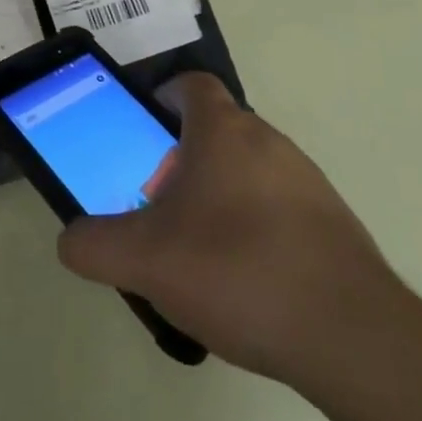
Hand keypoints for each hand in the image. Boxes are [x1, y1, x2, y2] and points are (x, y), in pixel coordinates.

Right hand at [57, 73, 408, 388]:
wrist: (351, 336)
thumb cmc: (237, 270)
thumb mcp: (145, 260)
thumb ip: (95, 245)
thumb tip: (70, 239)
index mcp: (223, 130)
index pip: (192, 84)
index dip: (164, 96)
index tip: (144, 130)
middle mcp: (268, 140)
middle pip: (217, 130)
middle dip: (183, 158)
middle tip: (160, 205)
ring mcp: (307, 180)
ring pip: (249, 169)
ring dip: (220, 194)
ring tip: (199, 251)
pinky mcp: (334, 223)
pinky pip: (281, 208)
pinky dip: (257, 228)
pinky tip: (247, 282)